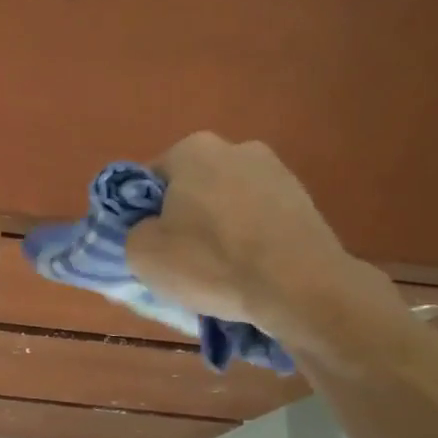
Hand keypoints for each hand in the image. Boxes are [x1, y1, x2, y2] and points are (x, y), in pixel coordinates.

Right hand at [126, 133, 393, 347]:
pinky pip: (258, 220)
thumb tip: (150, 230)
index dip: (141, 215)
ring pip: (227, 204)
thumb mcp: (142, 254)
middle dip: (183, 218)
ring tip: (218, 271)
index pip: (149, 179)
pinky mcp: (305, 201)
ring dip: (218, 230)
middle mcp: (238, 148)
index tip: (148, 245)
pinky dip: (249, 240)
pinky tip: (249, 271)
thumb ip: (132, 232)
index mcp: (193, 149)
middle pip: (191, 188)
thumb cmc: (211, 263)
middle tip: (179, 260)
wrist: (300, 289)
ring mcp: (278, 172)